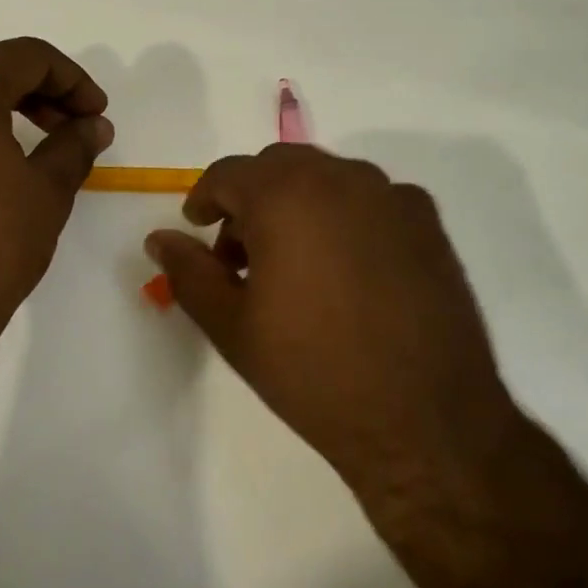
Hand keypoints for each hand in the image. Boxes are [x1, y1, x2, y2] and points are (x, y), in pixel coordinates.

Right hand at [144, 145, 526, 548]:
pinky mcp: (428, 222)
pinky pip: (371, 199)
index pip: (229, 173)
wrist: (425, 421)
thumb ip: (189, 272)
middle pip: (279, 166)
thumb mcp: (233, 326)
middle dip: (250, 199)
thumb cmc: (313, 373)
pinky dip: (345, 216)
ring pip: (327, 177)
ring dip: (298, 204)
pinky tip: (348, 270)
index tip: (198, 228)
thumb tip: (159, 238)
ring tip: (295, 265)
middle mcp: (342, 178)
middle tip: (241, 255)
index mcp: (286, 196)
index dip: (205, 199)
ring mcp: (392, 196)